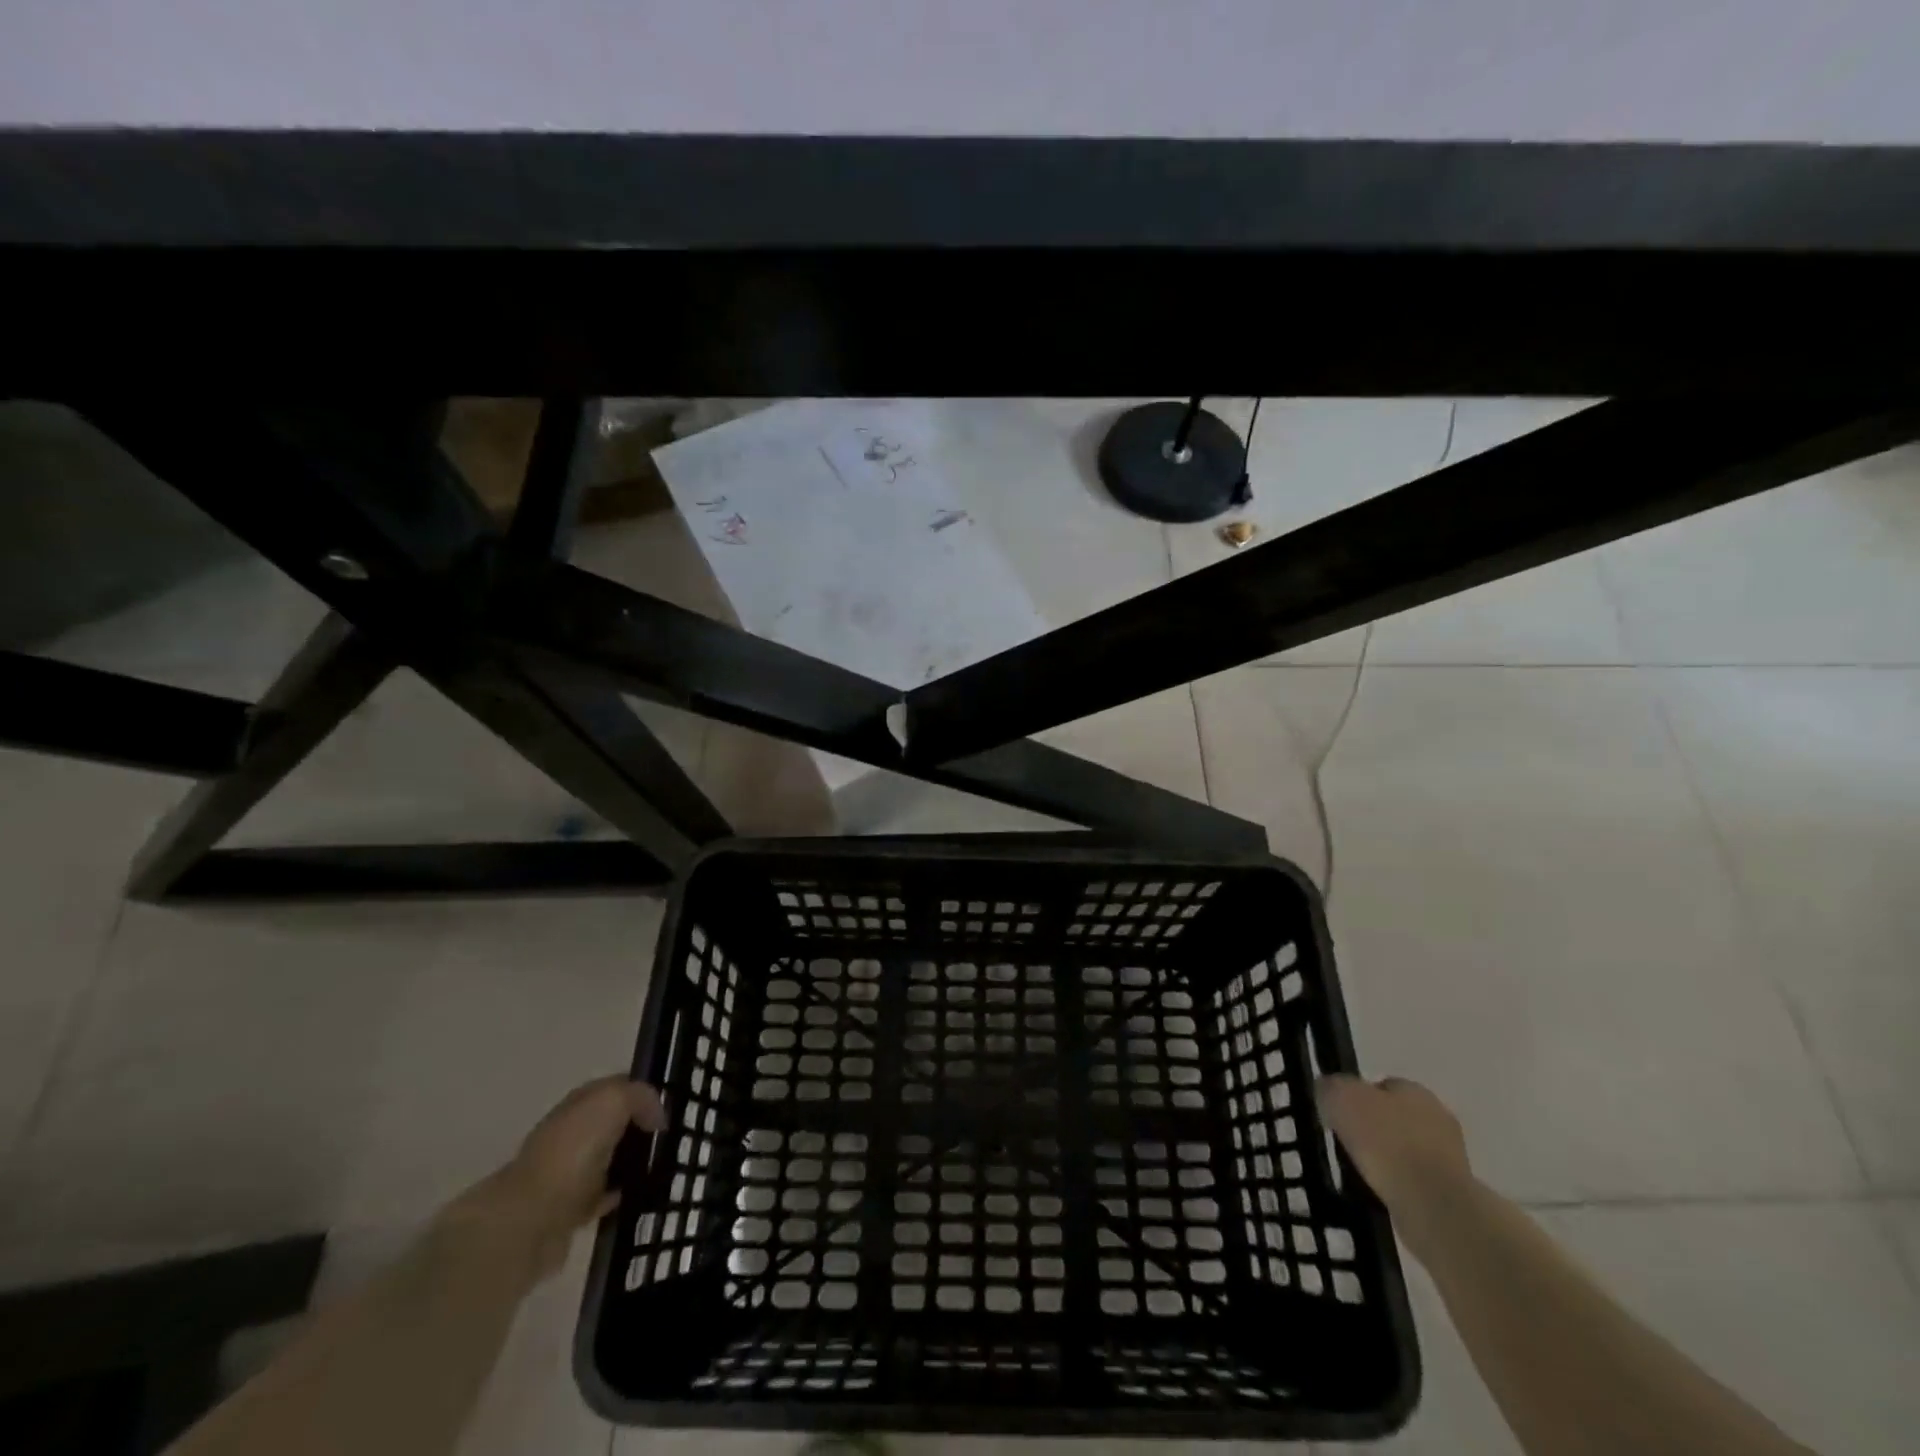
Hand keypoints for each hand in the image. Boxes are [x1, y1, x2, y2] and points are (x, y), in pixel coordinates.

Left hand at [443, 1077, 668, 1279]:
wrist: (530, 1219)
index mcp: (580, 1102)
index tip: (668, 1109)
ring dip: (632, 1161)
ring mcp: (568, 1170)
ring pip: (610, 1157)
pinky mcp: (569, 1208)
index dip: (643, 1093)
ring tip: (661, 1167)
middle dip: (640, 1127)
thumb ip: (641, 1097)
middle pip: (614, 1122)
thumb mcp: (613, 1101)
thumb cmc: (573, 1150)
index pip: (617, 1086)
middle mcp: (571, 1131)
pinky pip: (603, 1194)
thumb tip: (656, 1119)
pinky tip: (637, 1194)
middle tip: (669, 1138)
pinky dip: (620, 1193)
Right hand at [1316, 1074, 1471, 1229]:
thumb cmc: (1385, 1141)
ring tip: (1364, 1172)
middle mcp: (1438, 1117)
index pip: (1382, 1085)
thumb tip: (1328, 1091)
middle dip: (1376, 1128)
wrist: (1433, 1205)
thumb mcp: (1339, 1098)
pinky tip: (1384, 1194)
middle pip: (1397, 1117)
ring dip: (1390, 1159)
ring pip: (1408, 1149)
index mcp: (1415, 1089)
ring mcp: (1452, 1157)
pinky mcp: (1455, 1192)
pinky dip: (1400, 1185)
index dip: (1358, 1098)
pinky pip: (1417, 1180)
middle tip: (1349, 1143)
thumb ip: (1330, 1087)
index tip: (1339, 1116)